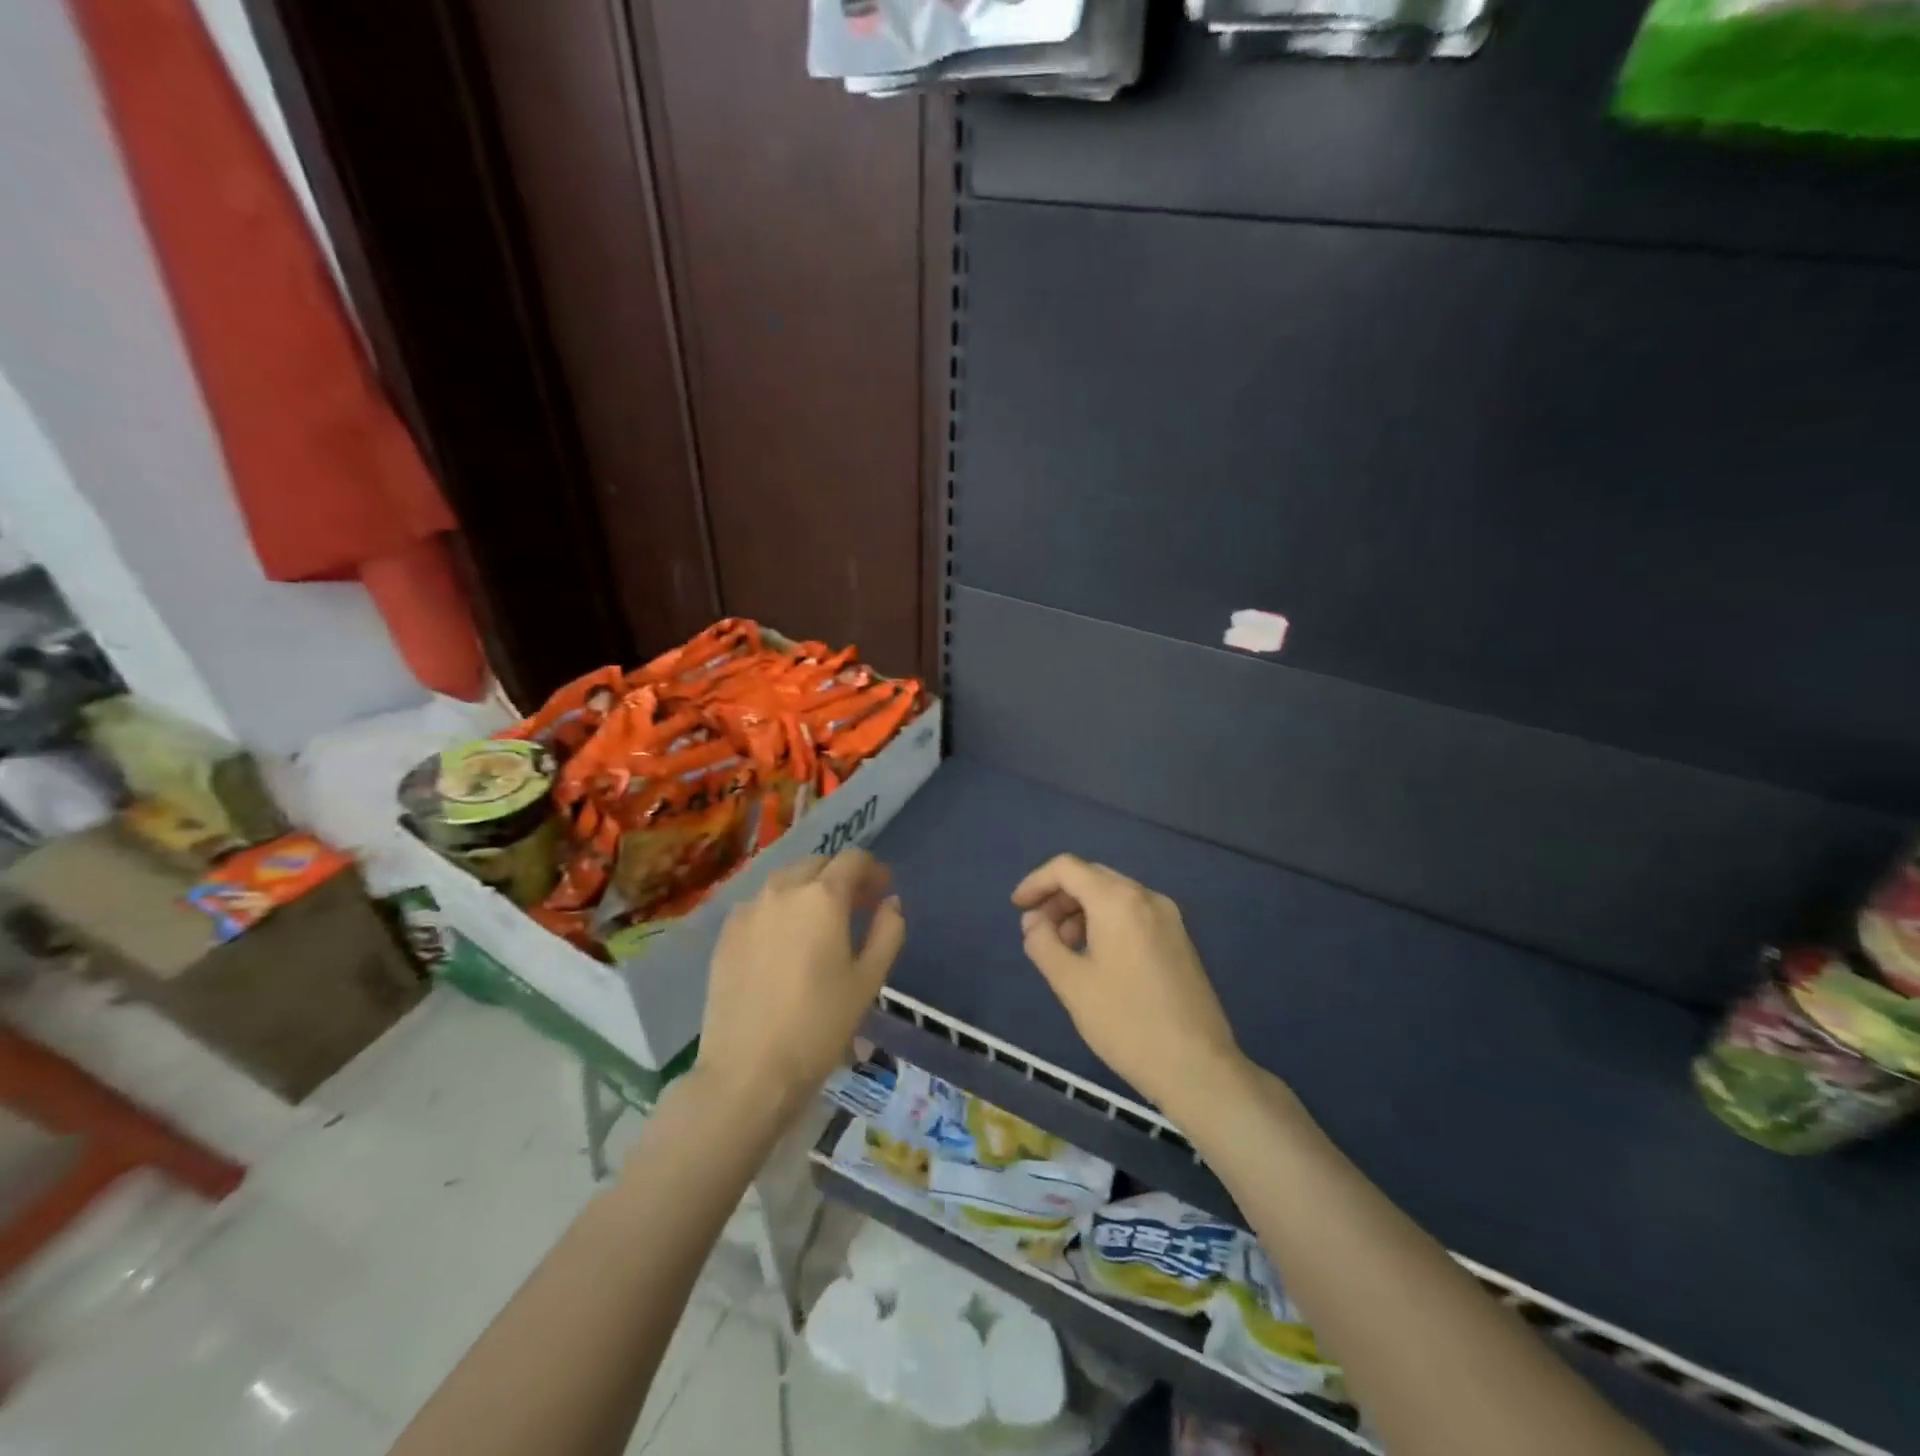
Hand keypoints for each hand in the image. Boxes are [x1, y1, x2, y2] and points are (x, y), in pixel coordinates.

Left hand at [699, 849, 905, 1112]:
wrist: (748, 1070)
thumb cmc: (819, 1026)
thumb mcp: (868, 980)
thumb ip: (888, 931)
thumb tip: (891, 902)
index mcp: (823, 897)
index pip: (853, 860)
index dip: (873, 869)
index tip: (883, 890)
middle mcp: (783, 890)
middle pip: (817, 864)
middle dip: (840, 876)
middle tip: (856, 906)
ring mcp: (748, 910)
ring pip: (785, 881)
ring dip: (808, 889)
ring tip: (819, 922)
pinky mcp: (725, 934)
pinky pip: (759, 905)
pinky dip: (779, 909)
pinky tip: (783, 941)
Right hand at [1013, 855, 1241, 1111]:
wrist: (1197, 1067)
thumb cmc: (1126, 1022)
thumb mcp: (1071, 983)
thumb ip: (1043, 943)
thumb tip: (1034, 922)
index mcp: (1118, 900)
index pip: (1067, 868)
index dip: (1036, 882)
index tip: (1016, 909)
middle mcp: (1147, 897)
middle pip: (1092, 877)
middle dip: (1058, 898)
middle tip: (1036, 931)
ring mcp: (1168, 917)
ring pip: (1113, 896)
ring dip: (1081, 911)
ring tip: (1063, 949)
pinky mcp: (1179, 939)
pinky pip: (1133, 914)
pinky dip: (1105, 922)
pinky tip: (1094, 957)